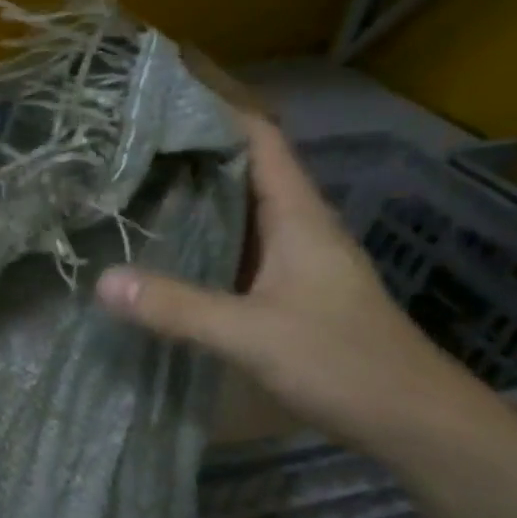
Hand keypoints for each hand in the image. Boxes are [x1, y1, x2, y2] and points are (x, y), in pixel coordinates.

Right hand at [97, 114, 477, 453]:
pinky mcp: (285, 292)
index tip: (165, 94)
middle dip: (192, 150)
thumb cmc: (344, 363)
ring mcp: (293, 262)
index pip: (261, 140)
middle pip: (244, 169)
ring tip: (134, 185)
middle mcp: (297, 228)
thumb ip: (178, 307)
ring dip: (194, 194)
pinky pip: (235, 248)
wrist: (414, 423)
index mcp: (299, 217)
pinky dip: (200, 237)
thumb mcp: (252, 334)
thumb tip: (102, 280)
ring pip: (238, 210)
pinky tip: (164, 249)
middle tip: (129, 143)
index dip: (220, 109)